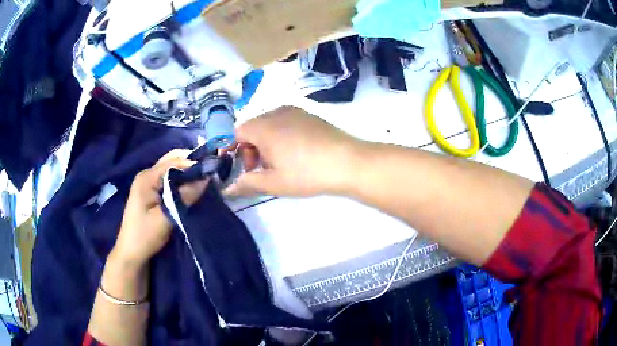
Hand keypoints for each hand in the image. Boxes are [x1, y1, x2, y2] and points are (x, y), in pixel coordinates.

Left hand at [113, 149, 208, 264]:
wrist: (131, 253)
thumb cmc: (145, 235)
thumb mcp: (166, 217)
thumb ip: (185, 196)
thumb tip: (206, 178)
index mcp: (147, 177)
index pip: (174, 161)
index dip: (193, 164)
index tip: (212, 172)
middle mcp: (147, 175)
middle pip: (172, 161)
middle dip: (191, 165)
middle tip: (209, 175)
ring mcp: (148, 184)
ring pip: (171, 171)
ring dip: (187, 174)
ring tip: (204, 181)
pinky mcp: (151, 193)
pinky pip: (169, 181)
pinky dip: (181, 182)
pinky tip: (191, 189)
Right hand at [225, 106, 360, 196]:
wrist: (348, 162)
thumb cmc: (306, 173)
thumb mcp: (273, 183)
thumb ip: (246, 184)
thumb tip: (227, 189)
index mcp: (263, 126)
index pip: (237, 132)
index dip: (234, 150)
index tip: (245, 169)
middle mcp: (276, 112)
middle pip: (252, 127)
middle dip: (251, 149)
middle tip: (262, 170)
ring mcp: (295, 111)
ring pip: (269, 125)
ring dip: (266, 143)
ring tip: (279, 163)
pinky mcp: (309, 115)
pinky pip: (285, 122)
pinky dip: (281, 136)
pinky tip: (296, 153)